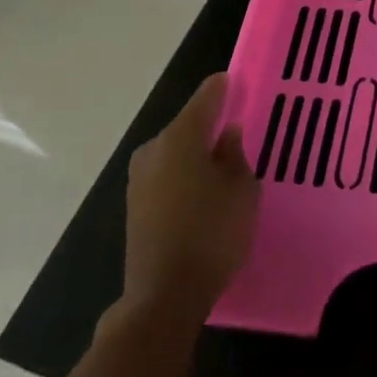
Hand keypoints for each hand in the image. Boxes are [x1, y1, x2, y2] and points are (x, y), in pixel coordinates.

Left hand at [117, 74, 258, 319]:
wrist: (164, 296)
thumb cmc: (212, 233)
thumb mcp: (241, 189)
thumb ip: (235, 155)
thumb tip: (226, 134)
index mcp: (181, 137)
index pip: (205, 98)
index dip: (223, 88)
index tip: (237, 80)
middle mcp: (153, 150)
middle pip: (186, 126)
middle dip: (210, 125)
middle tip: (238, 129)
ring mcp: (139, 180)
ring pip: (175, 152)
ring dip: (196, 153)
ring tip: (225, 162)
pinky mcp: (135, 206)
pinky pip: (167, 175)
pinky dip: (185, 175)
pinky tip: (204, 190)